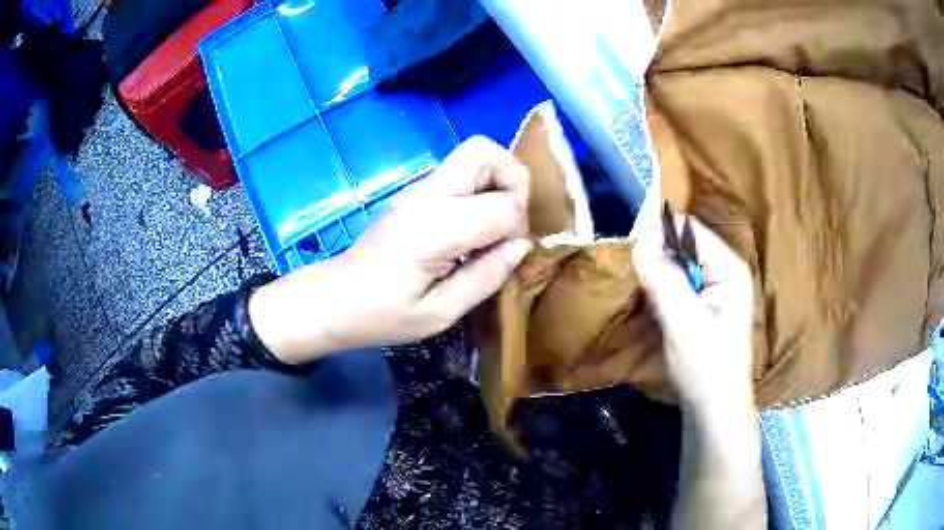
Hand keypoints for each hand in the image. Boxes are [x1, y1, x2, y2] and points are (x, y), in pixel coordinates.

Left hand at [249, 137, 531, 363]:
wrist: (335, 299)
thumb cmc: (383, 314)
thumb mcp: (440, 313)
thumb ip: (486, 277)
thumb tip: (522, 246)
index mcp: (434, 228)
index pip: (503, 205)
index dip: (519, 229)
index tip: (507, 255)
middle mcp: (427, 195)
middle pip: (485, 151)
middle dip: (514, 180)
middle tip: (511, 221)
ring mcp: (418, 188)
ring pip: (474, 154)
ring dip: (498, 181)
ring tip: (496, 224)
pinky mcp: (415, 192)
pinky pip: (460, 172)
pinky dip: (480, 188)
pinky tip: (473, 226)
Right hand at [632, 216, 754, 411]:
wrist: (715, 409)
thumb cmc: (706, 367)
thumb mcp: (684, 322)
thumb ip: (664, 280)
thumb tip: (639, 243)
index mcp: (729, 267)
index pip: (690, 230)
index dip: (659, 234)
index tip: (630, 251)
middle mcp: (725, 270)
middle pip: (684, 245)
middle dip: (656, 256)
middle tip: (633, 276)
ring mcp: (716, 289)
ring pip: (678, 265)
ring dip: (657, 274)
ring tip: (638, 291)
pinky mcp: (705, 305)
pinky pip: (678, 283)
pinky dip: (661, 289)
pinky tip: (650, 305)